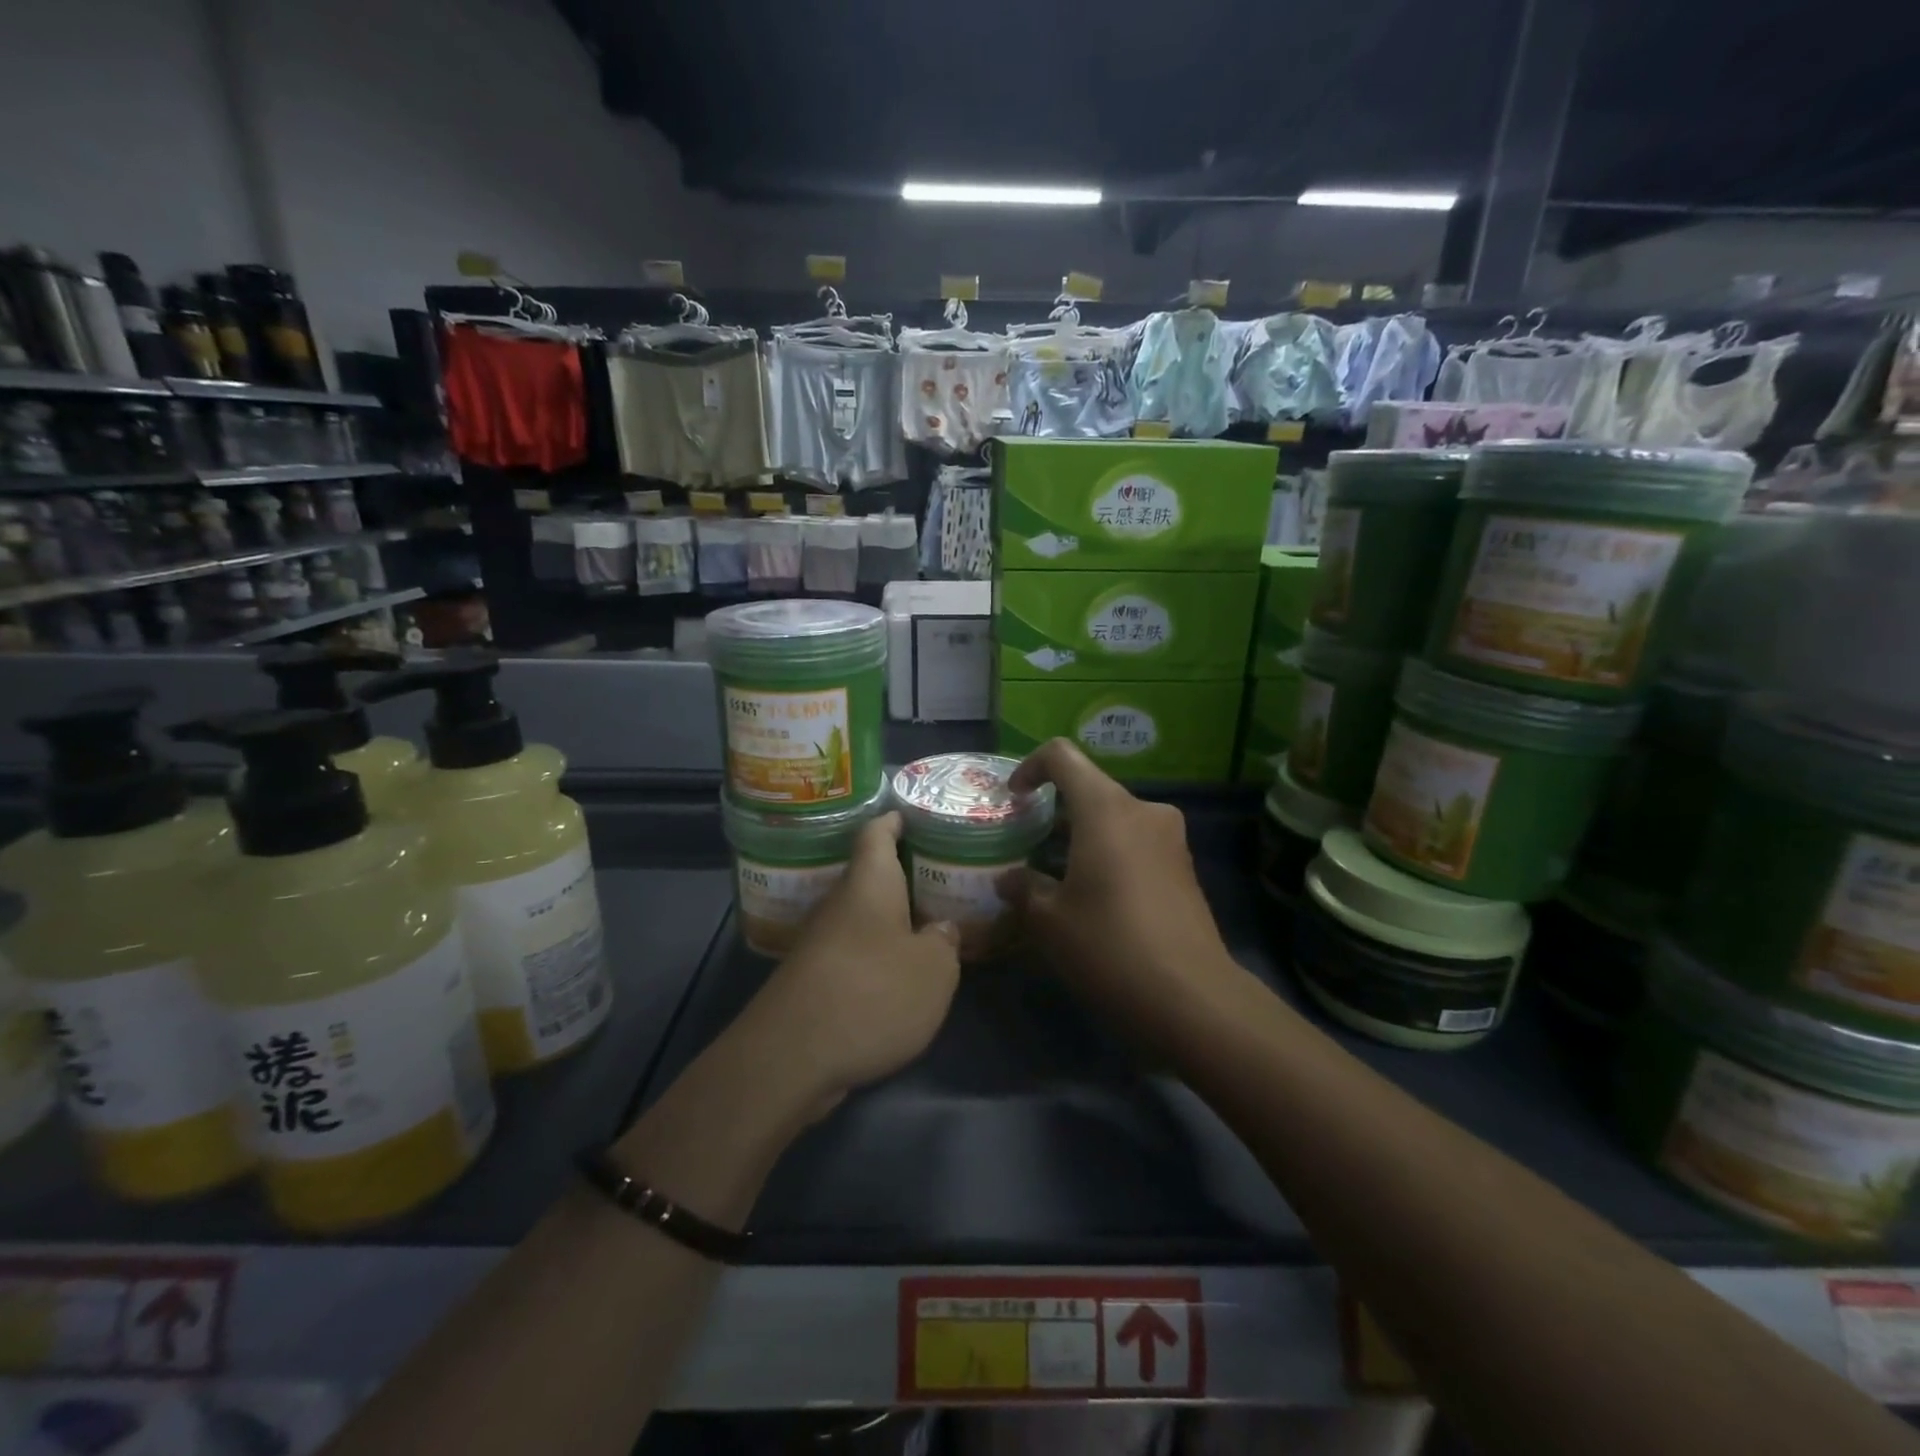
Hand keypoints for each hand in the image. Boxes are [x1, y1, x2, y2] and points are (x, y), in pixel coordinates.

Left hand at [737, 813, 961, 1117]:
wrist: (792, 1056)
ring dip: (890, 921)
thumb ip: (944, 943)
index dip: (894, 821)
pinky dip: (875, 956)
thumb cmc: (872, 992)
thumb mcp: (934, 969)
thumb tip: (939, 930)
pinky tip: (898, 975)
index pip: (876, 834)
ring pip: (861, 918)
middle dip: (902, 878)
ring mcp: (819, 944)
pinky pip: (851, 953)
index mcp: (868, 884)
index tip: (911, 815)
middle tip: (939, 880)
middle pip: (869, 879)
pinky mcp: (811, 981)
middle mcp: (839, 904)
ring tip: (928, 928)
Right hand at [999, 739, 1235, 1040]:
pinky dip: (1108, 855)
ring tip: (1053, 877)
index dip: (1031, 768)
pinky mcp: (1184, 867)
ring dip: (1080, 838)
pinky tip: (1092, 897)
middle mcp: (1143, 810)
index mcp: (1106, 808)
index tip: (1013, 799)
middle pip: (1089, 790)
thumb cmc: (1109, 946)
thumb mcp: (1050, 921)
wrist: (1192, 998)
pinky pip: (1136, 843)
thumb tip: (1009, 881)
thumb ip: (1024, 889)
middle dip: (1054, 813)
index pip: (1062, 756)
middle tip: (1026, 847)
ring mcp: (1170, 839)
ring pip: (1114, 819)